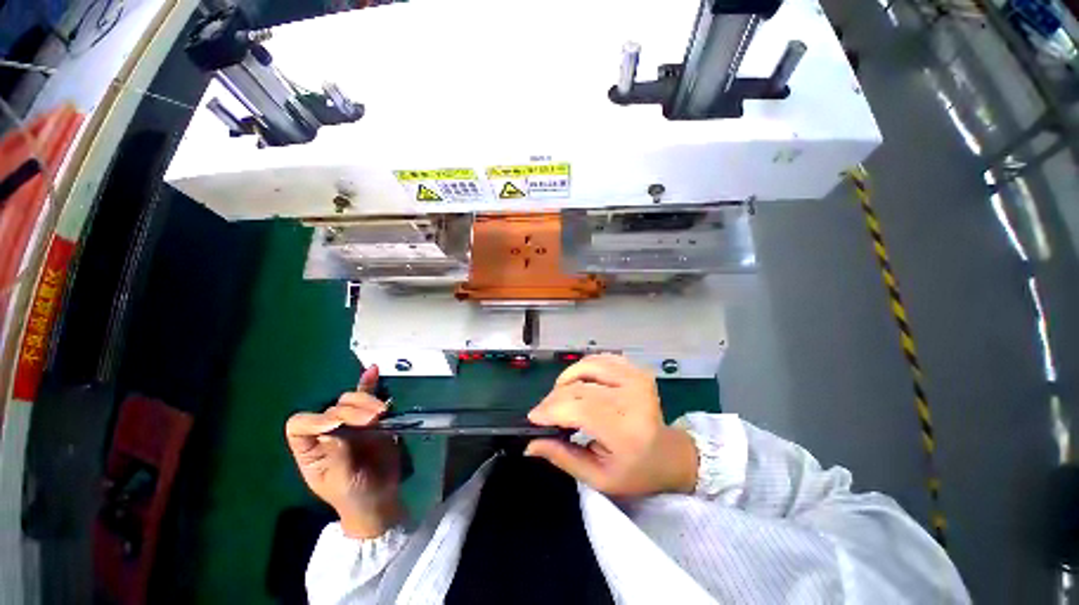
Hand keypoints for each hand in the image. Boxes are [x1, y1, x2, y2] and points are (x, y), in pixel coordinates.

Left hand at [285, 366, 402, 537]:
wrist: (380, 497)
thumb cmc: (354, 496)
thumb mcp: (342, 482)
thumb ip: (336, 457)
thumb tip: (333, 431)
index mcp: (310, 449)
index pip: (299, 425)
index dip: (315, 420)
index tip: (338, 425)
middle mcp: (327, 431)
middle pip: (331, 408)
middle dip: (351, 410)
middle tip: (373, 418)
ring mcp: (350, 423)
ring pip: (350, 400)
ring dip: (366, 399)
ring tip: (382, 411)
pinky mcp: (371, 418)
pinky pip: (368, 396)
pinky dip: (370, 383)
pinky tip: (373, 370)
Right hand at [525, 354, 697, 496]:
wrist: (669, 454)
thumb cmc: (636, 472)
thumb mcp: (599, 478)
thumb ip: (563, 458)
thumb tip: (530, 444)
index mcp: (625, 428)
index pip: (578, 407)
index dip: (550, 409)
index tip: (533, 418)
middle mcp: (632, 396)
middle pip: (578, 386)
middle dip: (553, 399)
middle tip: (544, 413)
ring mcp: (635, 377)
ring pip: (585, 366)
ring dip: (566, 380)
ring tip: (562, 398)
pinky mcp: (634, 369)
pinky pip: (598, 359)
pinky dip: (582, 368)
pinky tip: (580, 383)